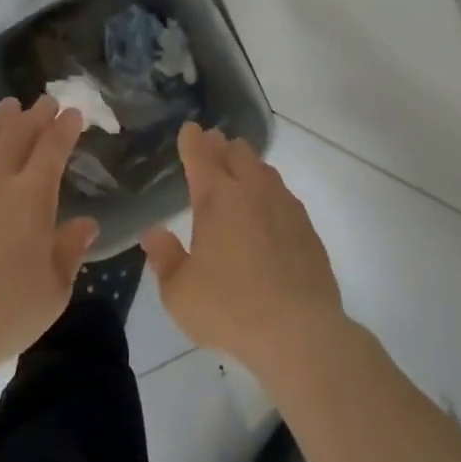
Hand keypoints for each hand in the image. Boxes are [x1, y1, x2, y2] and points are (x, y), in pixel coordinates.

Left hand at [0, 97, 98, 381]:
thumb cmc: (1, 315)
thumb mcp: (53, 291)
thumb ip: (70, 250)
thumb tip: (86, 223)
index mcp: (31, 196)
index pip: (52, 147)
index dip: (65, 127)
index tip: (73, 114)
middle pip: (17, 132)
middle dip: (35, 114)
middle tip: (45, 103)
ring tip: (7, 109)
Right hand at [143, 124, 347, 377]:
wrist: (299, 331)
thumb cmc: (230, 308)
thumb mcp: (179, 292)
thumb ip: (164, 258)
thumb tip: (154, 234)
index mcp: (217, 199)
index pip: (201, 156)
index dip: (192, 140)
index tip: (189, 130)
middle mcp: (252, 192)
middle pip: (237, 154)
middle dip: (221, 146)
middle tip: (212, 144)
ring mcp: (284, 206)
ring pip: (264, 170)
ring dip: (248, 164)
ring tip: (240, 169)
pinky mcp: (306, 227)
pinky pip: (284, 195)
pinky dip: (269, 190)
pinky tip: (268, 206)